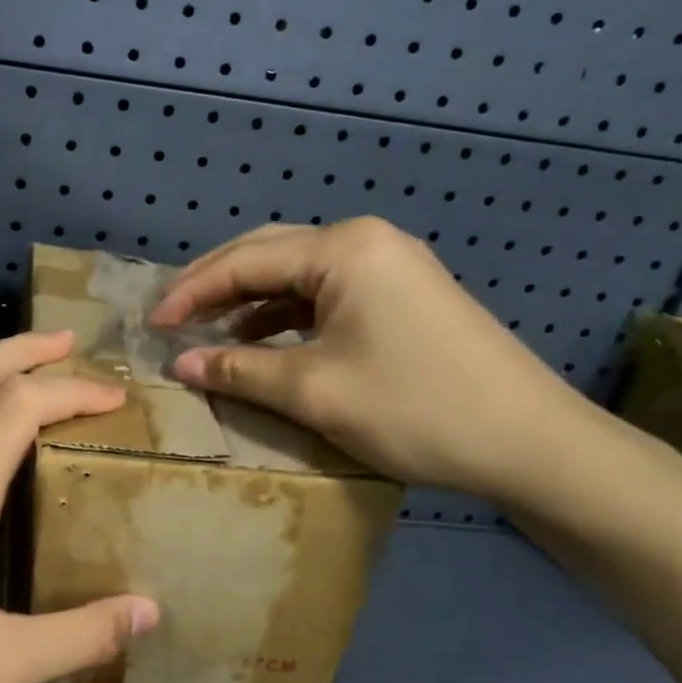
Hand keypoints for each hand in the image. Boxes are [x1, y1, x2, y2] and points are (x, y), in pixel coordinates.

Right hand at [150, 218, 593, 501]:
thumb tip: (179, 362)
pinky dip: (286, 314)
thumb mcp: (313, 391)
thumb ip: (238, 369)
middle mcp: (365, 241)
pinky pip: (326, 293)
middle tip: (172, 316)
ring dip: (249, 299)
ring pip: (297, 273)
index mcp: (342, 249)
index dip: (192, 292)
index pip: (245, 260)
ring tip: (208, 329)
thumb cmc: (414, 408)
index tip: (152, 324)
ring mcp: (390, 264)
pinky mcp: (403, 294)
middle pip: (269, 252)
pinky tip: (263, 339)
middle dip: (216, 283)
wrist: (529, 441)